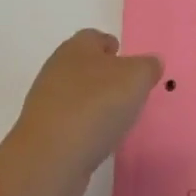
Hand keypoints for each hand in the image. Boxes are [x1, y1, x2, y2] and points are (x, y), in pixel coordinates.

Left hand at [7, 30, 162, 195]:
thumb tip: (151, 63)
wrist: (51, 158)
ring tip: (118, 119)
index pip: (95, 37)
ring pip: (77, 94)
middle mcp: (57, 69)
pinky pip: (71, 122)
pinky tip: (99, 141)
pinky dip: (85, 127)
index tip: (129, 62)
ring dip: (95, 103)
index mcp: (77, 47)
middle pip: (85, 65)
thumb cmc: (96, 105)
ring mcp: (47, 102)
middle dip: (106, 76)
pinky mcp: (44, 133)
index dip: (112, 46)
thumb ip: (148, 67)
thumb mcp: (136, 78)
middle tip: (129, 91)